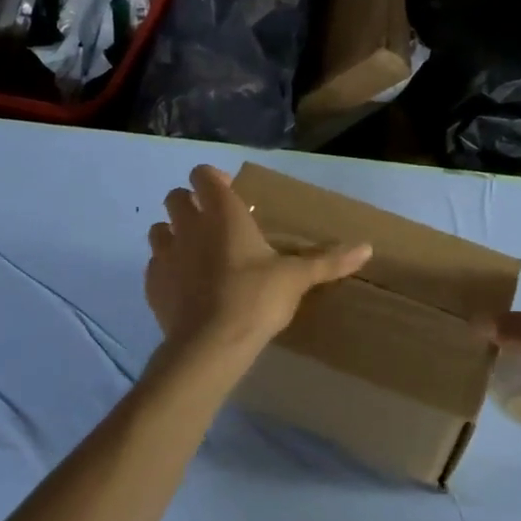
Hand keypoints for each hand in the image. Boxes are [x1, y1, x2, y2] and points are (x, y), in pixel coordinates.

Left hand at [145, 165, 371, 353]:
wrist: (210, 345)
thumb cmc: (256, 298)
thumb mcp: (297, 278)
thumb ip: (328, 260)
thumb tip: (367, 248)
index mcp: (222, 213)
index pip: (203, 175)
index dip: (213, 179)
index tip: (230, 193)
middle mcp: (189, 226)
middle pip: (175, 197)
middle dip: (190, 203)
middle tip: (215, 223)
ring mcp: (166, 255)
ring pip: (159, 230)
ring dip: (174, 234)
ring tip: (197, 253)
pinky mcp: (153, 285)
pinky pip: (155, 266)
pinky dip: (167, 269)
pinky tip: (185, 285)